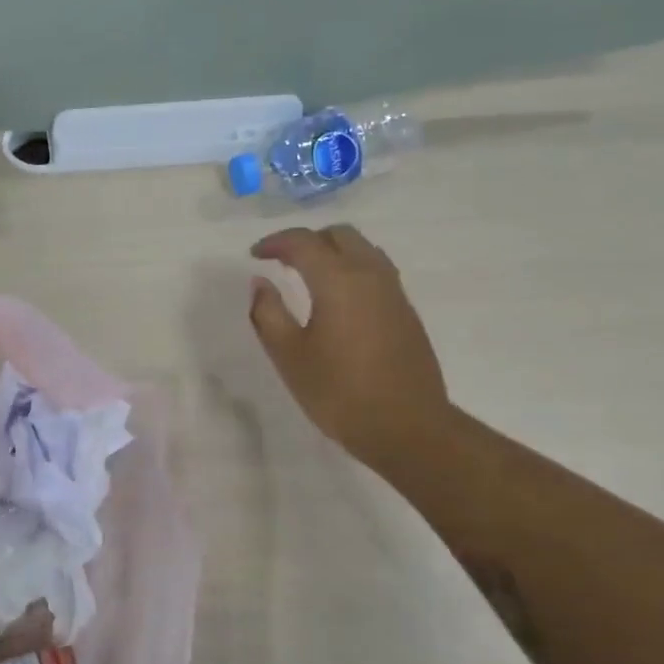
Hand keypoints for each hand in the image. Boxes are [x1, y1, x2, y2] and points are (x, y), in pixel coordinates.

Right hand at [249, 225, 450, 467]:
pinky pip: (376, 270)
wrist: (408, 428)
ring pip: (363, 249)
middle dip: (307, 240)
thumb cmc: (339, 392)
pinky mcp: (406, 311)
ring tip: (308, 275)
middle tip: (282, 261)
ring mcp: (394, 292)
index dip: (275, 242)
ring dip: (333, 251)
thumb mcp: (289, 356)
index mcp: (338, 281)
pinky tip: (337, 298)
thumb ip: (268, 313)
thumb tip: (260, 283)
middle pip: (339, 235)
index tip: (254, 255)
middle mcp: (370, 275)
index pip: (303, 242)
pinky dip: (351, 269)